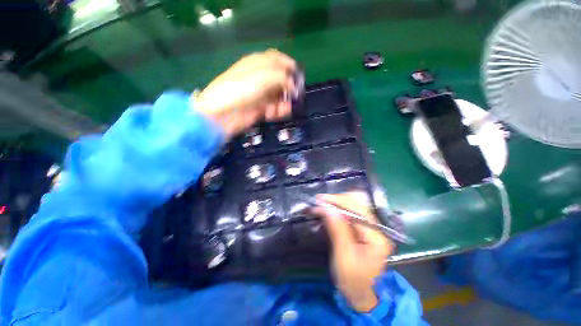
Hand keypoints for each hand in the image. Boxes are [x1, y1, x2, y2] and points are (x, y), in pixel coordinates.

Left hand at [194, 49, 297, 138]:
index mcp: (257, 64)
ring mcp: (260, 95)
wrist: (222, 115)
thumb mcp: (262, 77)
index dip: (288, 65)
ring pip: (279, 96)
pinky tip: (275, 114)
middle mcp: (259, 79)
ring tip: (282, 109)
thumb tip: (293, 85)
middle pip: (280, 80)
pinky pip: (274, 108)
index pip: (276, 59)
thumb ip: (281, 77)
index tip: (298, 75)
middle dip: (288, 88)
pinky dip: (277, 111)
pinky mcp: (260, 109)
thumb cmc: (240, 90)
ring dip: (283, 102)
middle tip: (294, 96)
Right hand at [311, 193, 394, 312]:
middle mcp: (377, 228)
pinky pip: (350, 213)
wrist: (359, 294)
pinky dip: (337, 210)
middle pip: (357, 204)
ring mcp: (371, 227)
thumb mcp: (343, 256)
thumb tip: (327, 207)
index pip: (358, 209)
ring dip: (336, 204)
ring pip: (353, 206)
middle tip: (318, 202)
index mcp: (376, 236)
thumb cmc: (352, 280)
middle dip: (336, 201)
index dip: (338, 201)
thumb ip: (337, 229)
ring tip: (320, 206)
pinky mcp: (363, 229)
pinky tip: (328, 212)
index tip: (320, 200)